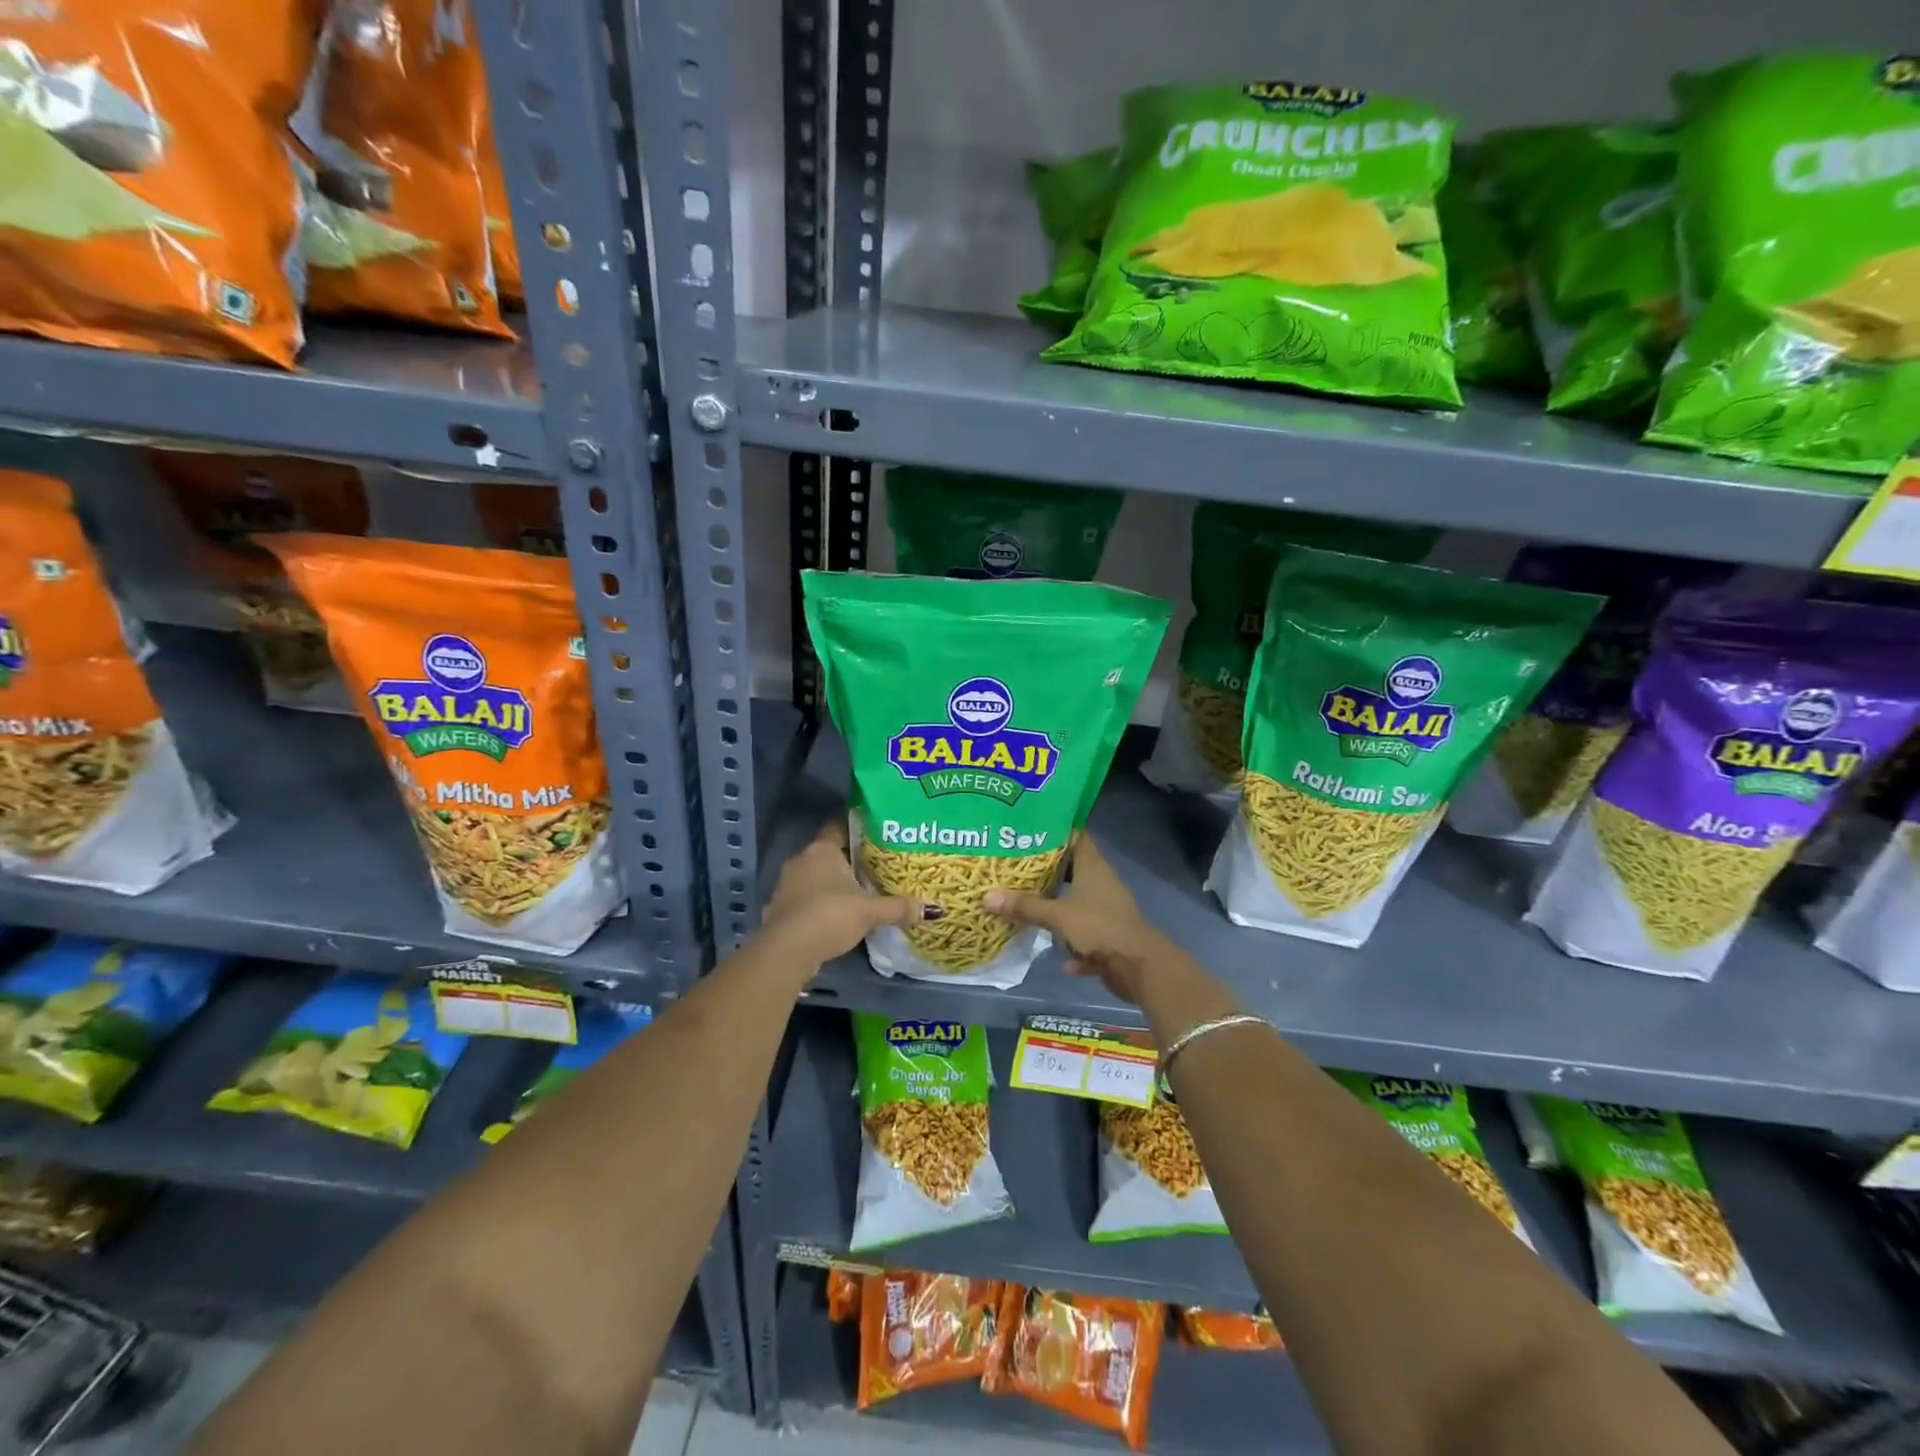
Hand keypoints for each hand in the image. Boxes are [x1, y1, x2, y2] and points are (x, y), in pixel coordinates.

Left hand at [761, 819, 931, 963]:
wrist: (787, 951)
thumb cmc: (830, 915)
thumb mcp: (870, 911)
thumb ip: (898, 908)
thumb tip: (933, 909)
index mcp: (822, 850)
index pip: (838, 826)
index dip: (856, 829)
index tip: (876, 834)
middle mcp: (801, 860)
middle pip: (828, 853)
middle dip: (848, 860)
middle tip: (874, 866)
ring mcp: (786, 885)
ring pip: (815, 876)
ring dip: (832, 884)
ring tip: (858, 892)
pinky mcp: (779, 908)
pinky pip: (805, 898)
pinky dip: (819, 903)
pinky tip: (836, 915)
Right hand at [983, 835, 1173, 1004]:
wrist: (1138, 966)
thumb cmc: (1098, 927)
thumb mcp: (1056, 915)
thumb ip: (1024, 905)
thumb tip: (986, 896)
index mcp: (1093, 867)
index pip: (1076, 836)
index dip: (1056, 831)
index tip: (1030, 830)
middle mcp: (1102, 883)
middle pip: (1074, 869)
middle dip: (1050, 870)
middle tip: (1019, 867)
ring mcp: (1108, 910)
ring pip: (1079, 902)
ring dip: (1060, 906)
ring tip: (1029, 903)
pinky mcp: (1110, 936)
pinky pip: (1086, 935)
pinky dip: (1074, 943)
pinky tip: (1059, 956)